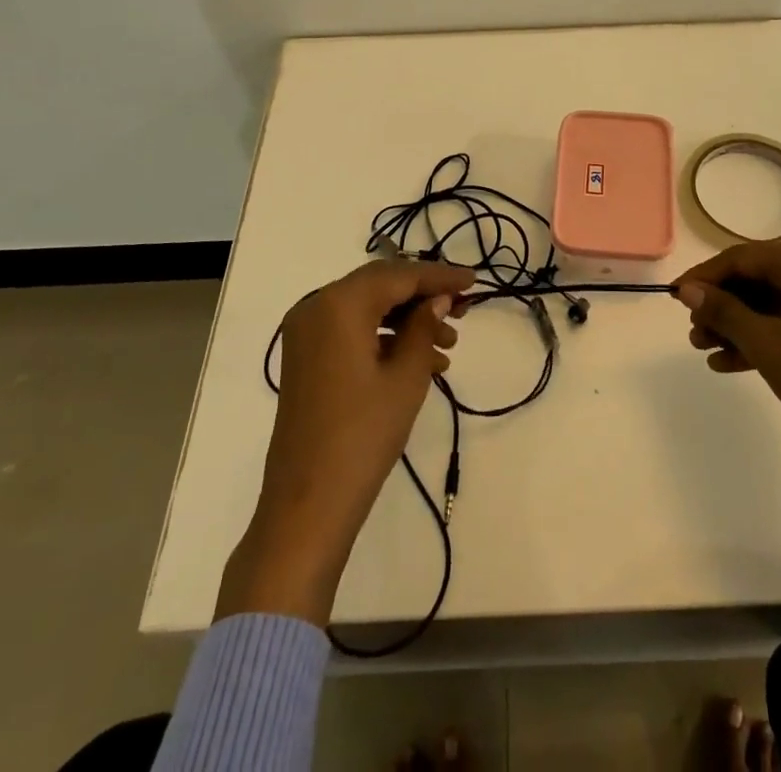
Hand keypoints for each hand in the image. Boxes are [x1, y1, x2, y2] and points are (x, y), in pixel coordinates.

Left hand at [217, 258, 472, 623]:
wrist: (307, 505)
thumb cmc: (363, 435)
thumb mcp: (405, 377)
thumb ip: (423, 327)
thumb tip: (438, 298)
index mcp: (339, 303)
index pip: (398, 275)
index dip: (439, 276)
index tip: (474, 280)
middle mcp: (316, 306)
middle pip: (380, 286)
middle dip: (424, 296)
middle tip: (465, 310)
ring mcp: (307, 333)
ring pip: (367, 308)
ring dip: (408, 319)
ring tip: (449, 344)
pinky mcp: (306, 358)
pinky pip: (352, 331)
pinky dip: (385, 337)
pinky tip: (422, 361)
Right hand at [673, 242, 780, 484]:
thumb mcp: (763, 340)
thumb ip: (722, 310)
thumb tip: (687, 289)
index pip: (742, 258)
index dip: (704, 276)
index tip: (674, 297)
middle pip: (756, 281)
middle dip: (720, 305)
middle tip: (692, 329)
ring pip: (770, 306)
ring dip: (735, 326)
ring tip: (702, 348)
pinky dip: (759, 341)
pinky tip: (727, 363)